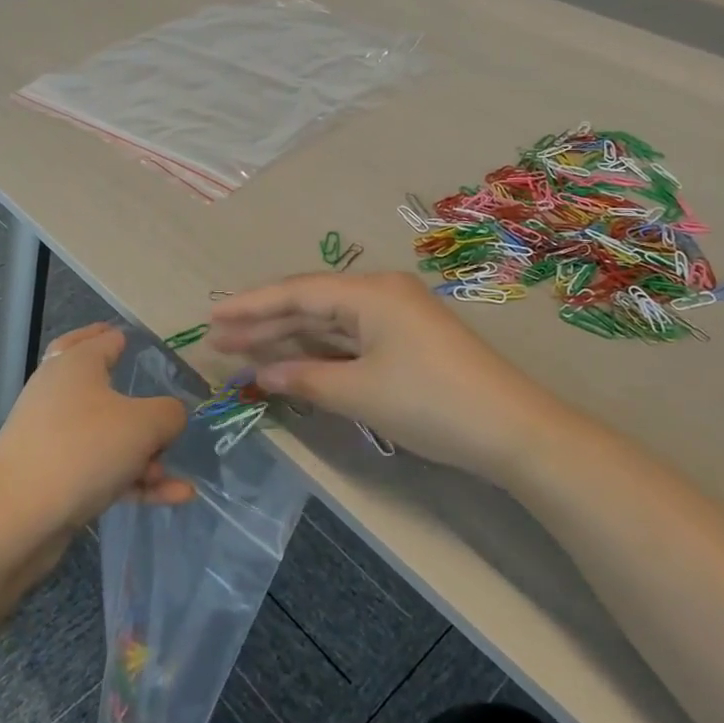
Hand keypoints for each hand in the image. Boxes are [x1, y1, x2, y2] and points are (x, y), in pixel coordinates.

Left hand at [0, 322, 192, 532]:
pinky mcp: (54, 477)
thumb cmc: (82, 449)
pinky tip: (176, 496)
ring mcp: (54, 438)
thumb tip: (170, 418)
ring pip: (108, 435)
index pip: (104, 338)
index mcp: (76, 364)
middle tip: (153, 388)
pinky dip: (136, 481)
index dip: (125, 338)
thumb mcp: (144, 424)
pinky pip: (104, 471)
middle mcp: (61, 394)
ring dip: (144, 453)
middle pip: (99, 383)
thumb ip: (170, 414)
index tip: (148, 345)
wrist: (14, 518)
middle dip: (133, 393)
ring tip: (175, 474)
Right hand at [208, 272, 561, 484]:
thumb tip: (260, 373)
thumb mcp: (360, 393)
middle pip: (310, 304)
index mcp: (370, 293)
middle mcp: (380, 294)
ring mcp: (395, 317)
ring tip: (242, 350)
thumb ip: (305, 378)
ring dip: (288, 338)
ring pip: (329, 323)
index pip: (297, 293)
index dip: (251, 306)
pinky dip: (319, 352)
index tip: (211, 318)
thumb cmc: (431, 403)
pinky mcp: (405, 341)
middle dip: (264, 323)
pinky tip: (291, 362)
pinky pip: (350, 339)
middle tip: (217, 339)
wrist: (511, 430)